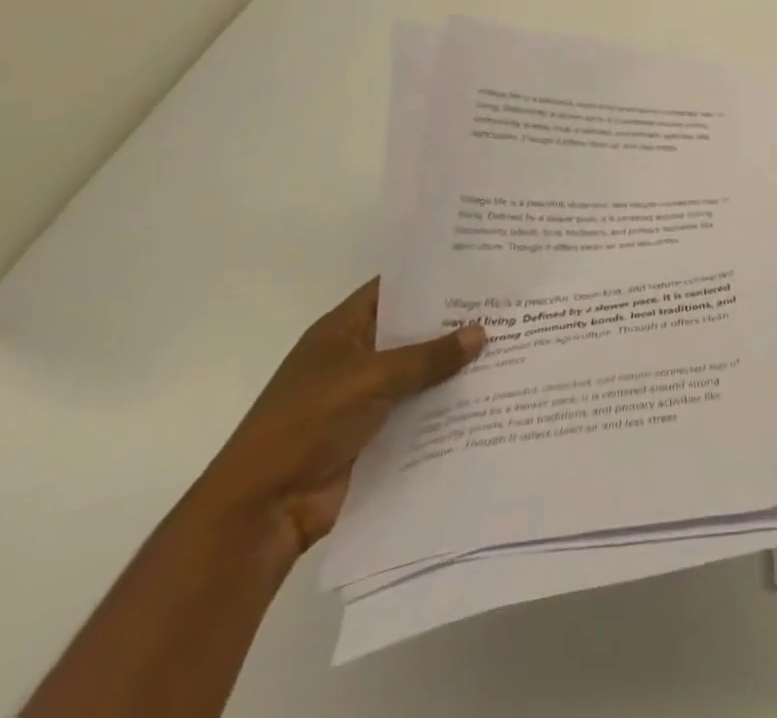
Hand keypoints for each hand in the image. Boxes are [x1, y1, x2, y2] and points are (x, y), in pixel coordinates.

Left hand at [195, 279, 484, 562]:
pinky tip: (492, 392)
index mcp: (342, 331)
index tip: (482, 265)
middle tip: (510, 304)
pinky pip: (422, 408)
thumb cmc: (306, 424)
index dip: (434, 277)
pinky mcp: (379, 432)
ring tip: (514, 344)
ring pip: (423, 371)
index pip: (395, 289)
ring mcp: (367, 397)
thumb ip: (428, 356)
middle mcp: (357, 357)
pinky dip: (450, 403)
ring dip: (458, 365)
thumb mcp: (371, 378)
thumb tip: (482, 332)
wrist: (262, 511)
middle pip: (414, 330)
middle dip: (457, 321)